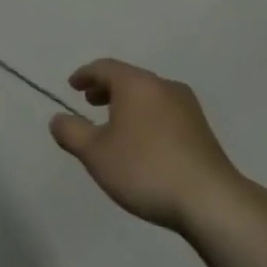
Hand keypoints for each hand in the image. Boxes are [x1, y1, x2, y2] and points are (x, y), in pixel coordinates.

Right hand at [49, 59, 245, 231]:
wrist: (209, 198)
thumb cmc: (145, 169)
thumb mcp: (96, 154)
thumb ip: (72, 133)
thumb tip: (58, 118)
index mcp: (137, 84)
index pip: (105, 67)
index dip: (85, 74)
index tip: (72, 85)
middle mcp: (163, 86)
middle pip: (129, 78)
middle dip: (106, 88)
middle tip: (89, 101)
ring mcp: (187, 106)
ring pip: (148, 94)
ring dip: (127, 103)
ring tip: (113, 123)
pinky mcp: (200, 128)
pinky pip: (164, 110)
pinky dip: (145, 115)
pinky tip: (141, 141)